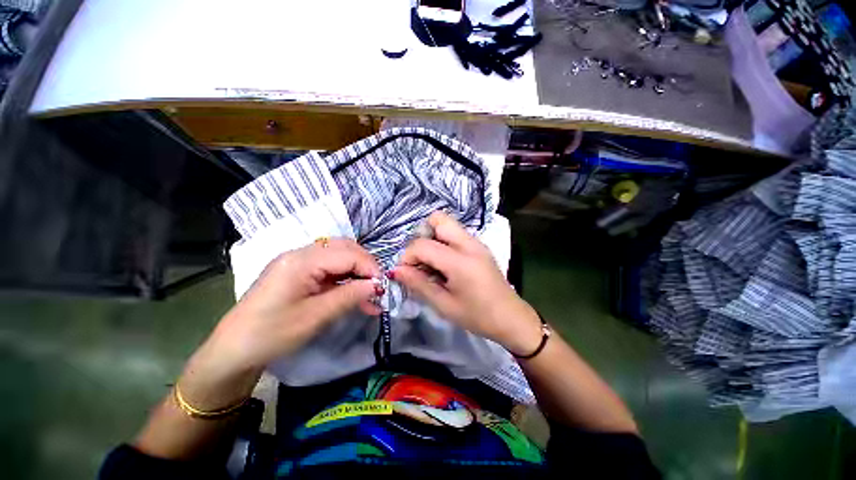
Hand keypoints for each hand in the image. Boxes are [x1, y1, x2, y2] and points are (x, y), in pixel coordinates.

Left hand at [179, 239, 381, 409]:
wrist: (233, 351)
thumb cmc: (272, 334)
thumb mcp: (315, 317)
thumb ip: (349, 296)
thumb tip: (377, 286)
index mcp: (301, 261)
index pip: (348, 254)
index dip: (370, 267)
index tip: (383, 287)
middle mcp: (300, 253)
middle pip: (344, 249)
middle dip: (365, 266)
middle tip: (377, 288)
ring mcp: (298, 261)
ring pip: (339, 256)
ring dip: (357, 272)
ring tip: (369, 293)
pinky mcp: (298, 272)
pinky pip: (329, 268)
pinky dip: (345, 278)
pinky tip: (354, 293)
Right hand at [392, 212, 542, 355]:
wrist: (511, 318)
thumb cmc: (477, 316)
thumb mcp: (444, 305)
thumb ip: (418, 284)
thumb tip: (396, 270)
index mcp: (460, 260)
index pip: (423, 245)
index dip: (407, 256)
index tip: (405, 273)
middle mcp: (469, 244)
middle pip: (438, 219)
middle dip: (422, 235)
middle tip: (420, 260)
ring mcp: (477, 242)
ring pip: (447, 224)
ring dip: (433, 238)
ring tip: (432, 264)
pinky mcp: (480, 246)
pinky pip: (456, 234)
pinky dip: (444, 242)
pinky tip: (445, 265)